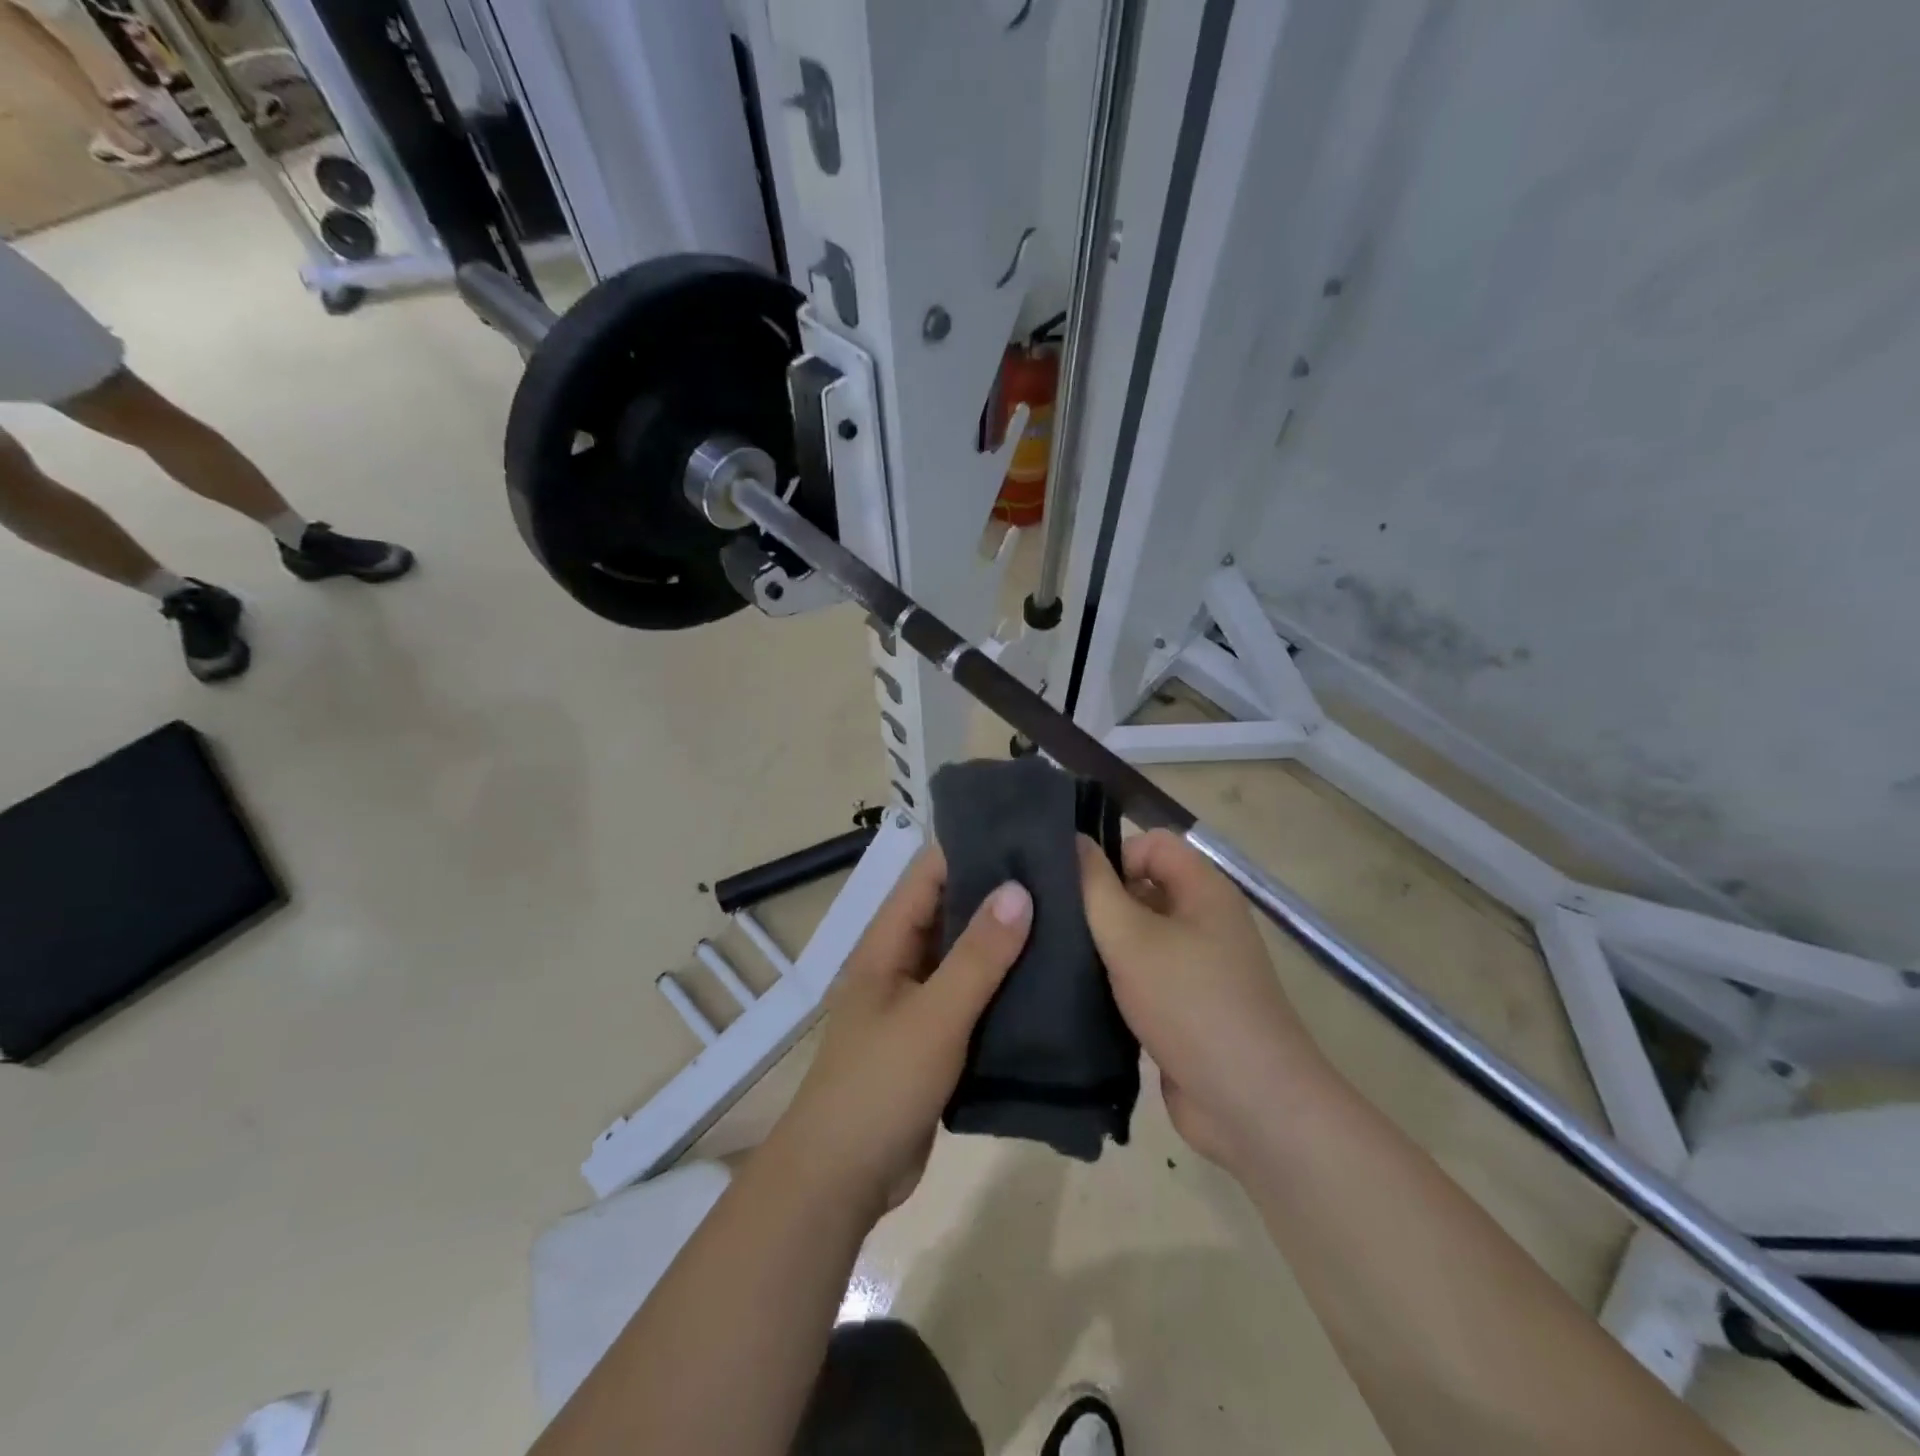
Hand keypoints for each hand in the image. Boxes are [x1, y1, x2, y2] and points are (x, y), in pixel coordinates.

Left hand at [769, 846, 1031, 1214]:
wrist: (842, 1178)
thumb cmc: (880, 1084)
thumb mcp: (934, 1016)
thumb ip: (977, 956)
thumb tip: (1019, 888)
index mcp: (887, 942)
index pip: (929, 874)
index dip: (971, 847)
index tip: (1026, 833)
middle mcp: (900, 961)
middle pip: (950, 911)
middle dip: (997, 892)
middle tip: (1062, 876)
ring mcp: (917, 1001)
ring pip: (964, 955)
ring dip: (1004, 940)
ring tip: (1066, 918)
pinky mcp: (934, 1037)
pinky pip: (971, 997)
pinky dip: (1002, 984)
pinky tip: (1048, 980)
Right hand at [1079, 829, 1328, 1174]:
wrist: (1250, 1104)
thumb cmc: (1190, 1004)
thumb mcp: (1131, 938)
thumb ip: (1096, 887)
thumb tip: (1074, 840)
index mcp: (1203, 890)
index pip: (1151, 843)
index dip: (1113, 855)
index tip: (1075, 888)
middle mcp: (1204, 920)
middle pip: (1143, 888)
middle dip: (1100, 901)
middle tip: (1053, 922)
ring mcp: (1197, 967)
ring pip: (1139, 936)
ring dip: (1103, 945)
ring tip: (1057, 957)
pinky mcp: (1185, 1007)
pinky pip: (1143, 976)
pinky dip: (1115, 980)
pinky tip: (1078, 994)